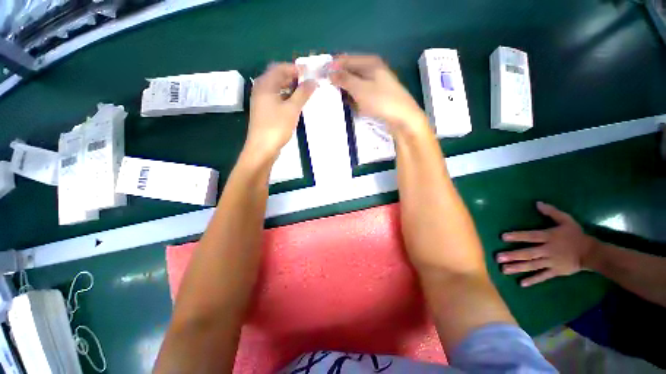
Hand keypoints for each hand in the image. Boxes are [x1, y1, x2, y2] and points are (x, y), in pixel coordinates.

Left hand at [246, 63, 315, 159]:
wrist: (262, 148)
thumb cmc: (276, 126)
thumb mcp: (292, 109)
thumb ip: (303, 93)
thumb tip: (313, 81)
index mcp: (265, 84)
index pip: (280, 67)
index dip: (296, 68)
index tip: (310, 73)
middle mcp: (261, 89)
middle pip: (278, 77)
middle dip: (294, 78)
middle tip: (309, 83)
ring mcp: (261, 101)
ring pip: (277, 88)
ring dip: (290, 88)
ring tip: (305, 93)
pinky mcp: (264, 111)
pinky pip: (276, 98)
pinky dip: (286, 97)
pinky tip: (295, 104)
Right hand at [329, 55, 428, 136]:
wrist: (403, 118)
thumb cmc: (381, 101)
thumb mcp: (360, 89)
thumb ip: (344, 79)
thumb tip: (330, 72)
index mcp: (369, 62)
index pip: (345, 59)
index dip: (332, 67)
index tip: (320, 77)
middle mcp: (372, 69)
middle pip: (350, 71)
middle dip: (338, 79)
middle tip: (325, 90)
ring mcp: (375, 83)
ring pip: (354, 84)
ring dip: (345, 90)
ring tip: (333, 98)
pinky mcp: (376, 96)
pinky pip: (360, 94)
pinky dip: (352, 97)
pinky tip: (346, 103)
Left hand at [497, 202, 598, 286]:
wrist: (592, 253)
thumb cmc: (576, 235)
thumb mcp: (566, 220)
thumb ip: (552, 212)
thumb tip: (537, 203)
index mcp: (549, 237)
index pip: (531, 236)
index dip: (517, 236)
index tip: (502, 237)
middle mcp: (548, 250)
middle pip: (528, 253)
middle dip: (513, 256)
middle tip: (498, 257)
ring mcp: (552, 262)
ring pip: (532, 266)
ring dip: (518, 268)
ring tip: (504, 270)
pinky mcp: (556, 272)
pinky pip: (543, 276)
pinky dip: (533, 280)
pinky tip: (522, 283)